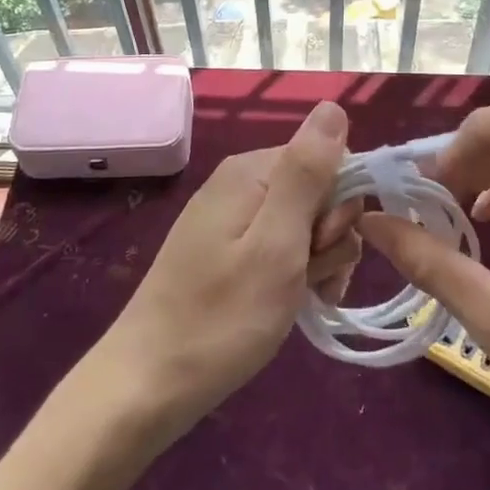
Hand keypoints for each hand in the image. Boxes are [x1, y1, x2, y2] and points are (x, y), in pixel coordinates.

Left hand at [99, 100, 360, 430]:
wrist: (150, 383)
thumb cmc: (221, 317)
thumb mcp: (276, 244)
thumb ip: (307, 173)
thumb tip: (333, 105)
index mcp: (251, 171)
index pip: (330, 160)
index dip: (340, 207)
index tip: (321, 249)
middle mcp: (241, 183)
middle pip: (319, 192)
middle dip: (328, 238)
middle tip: (306, 280)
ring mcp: (232, 218)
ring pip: (305, 224)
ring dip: (316, 262)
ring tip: (297, 299)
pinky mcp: (228, 249)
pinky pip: (282, 246)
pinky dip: (295, 274)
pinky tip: (290, 303)